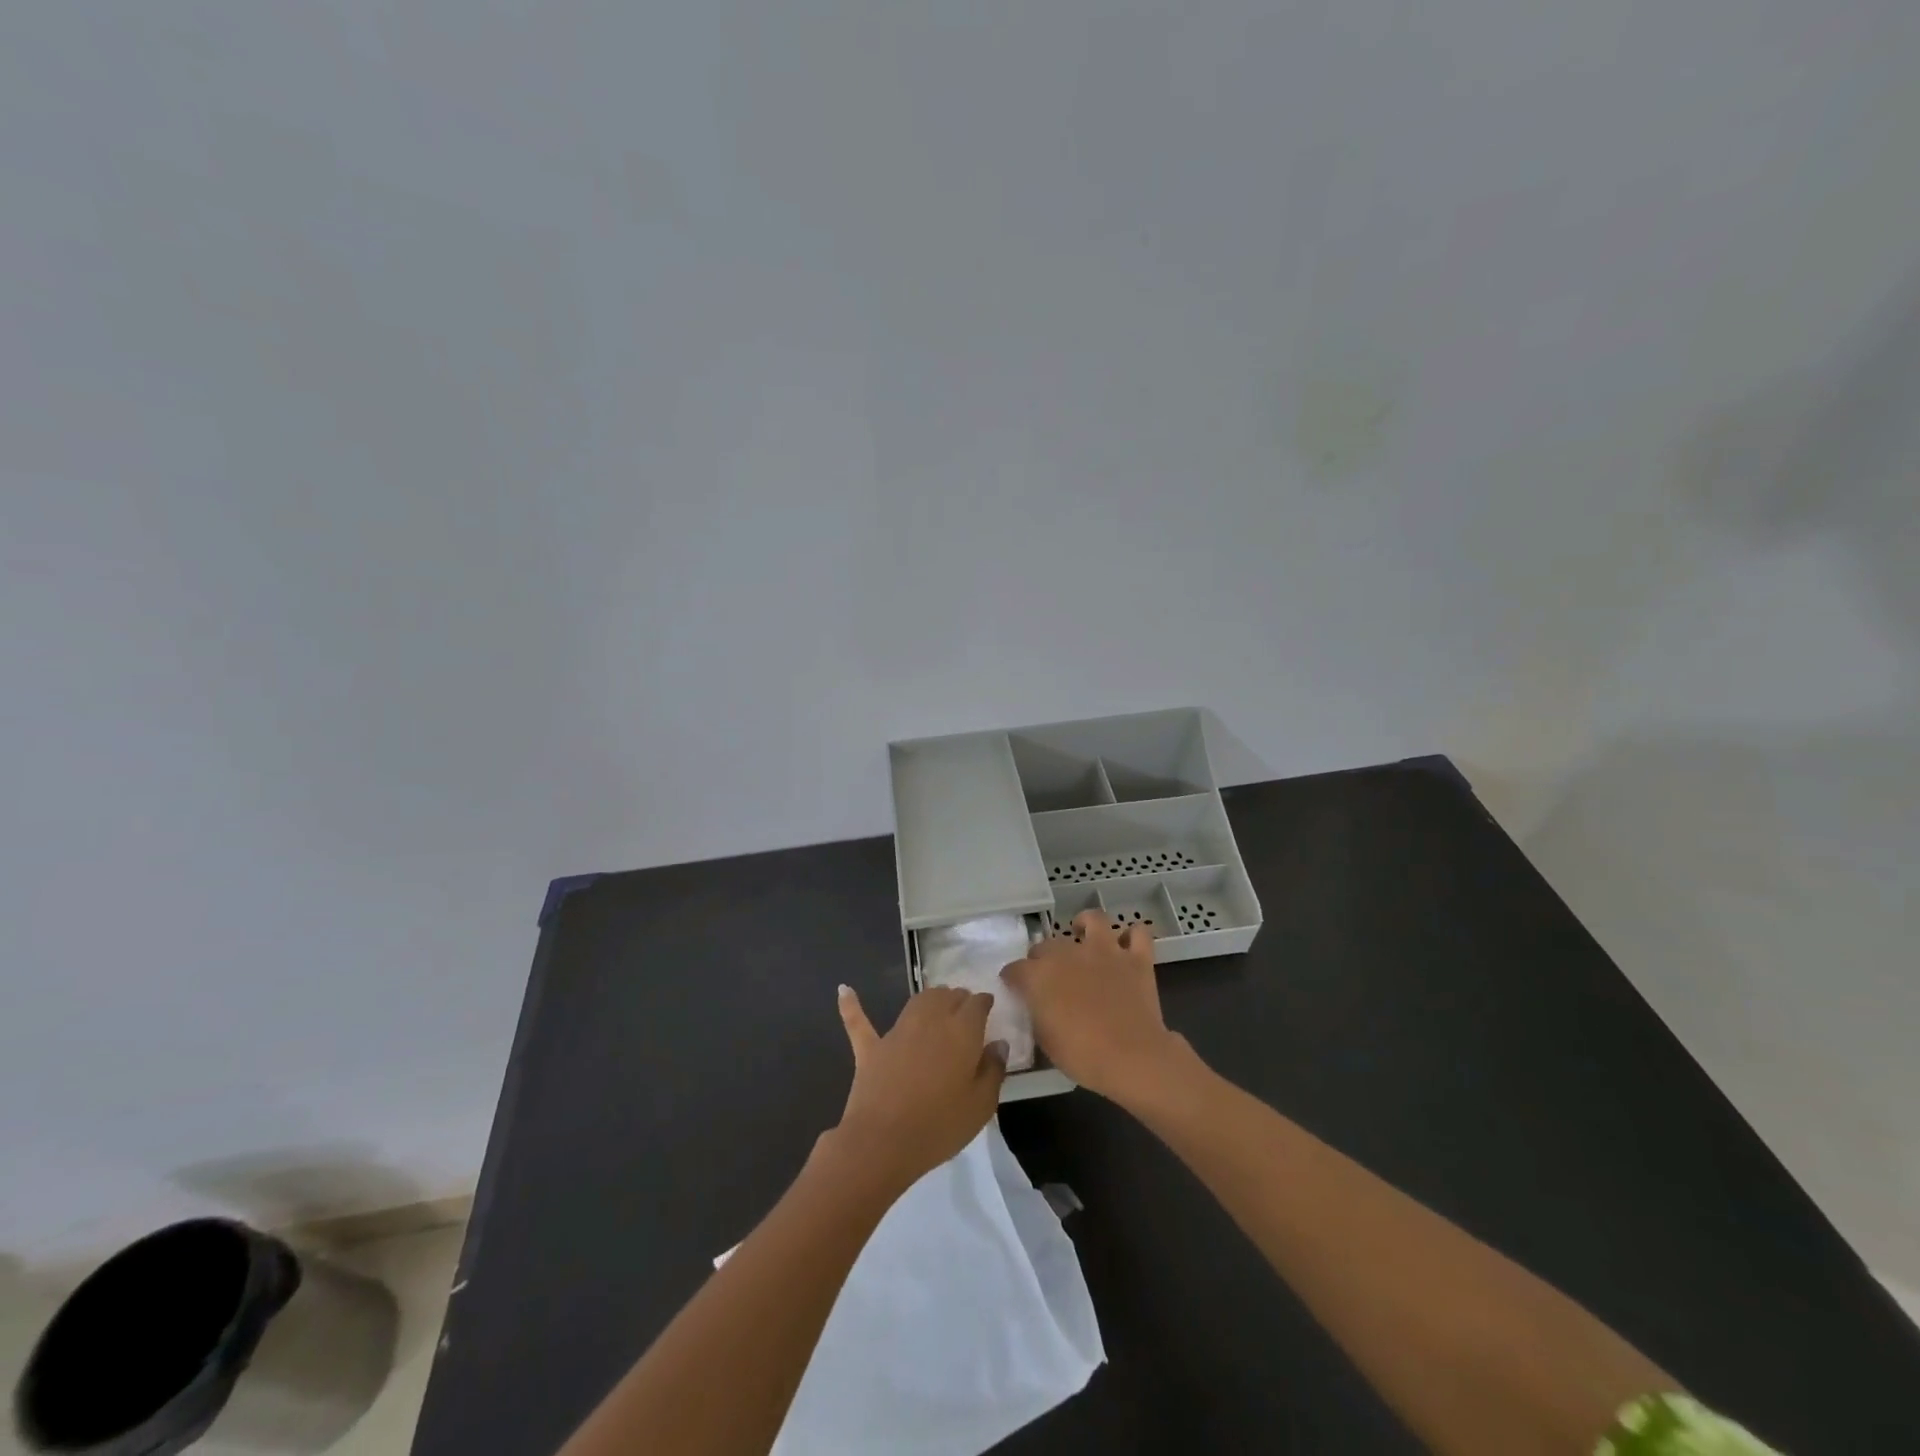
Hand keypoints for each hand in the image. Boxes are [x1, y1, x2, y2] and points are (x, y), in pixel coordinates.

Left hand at [832, 984, 1006, 1192]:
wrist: (884, 1142)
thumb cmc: (940, 1125)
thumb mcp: (982, 1105)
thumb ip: (993, 1069)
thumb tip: (998, 1043)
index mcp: (962, 1031)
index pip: (977, 1003)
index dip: (984, 1003)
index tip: (988, 1009)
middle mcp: (930, 1020)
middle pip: (948, 996)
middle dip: (959, 999)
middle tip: (966, 1012)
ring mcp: (897, 1031)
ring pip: (917, 1001)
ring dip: (930, 998)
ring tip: (937, 1003)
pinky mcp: (871, 1048)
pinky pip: (859, 1021)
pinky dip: (851, 1005)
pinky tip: (844, 990)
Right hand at [1001, 911, 1186, 1104]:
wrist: (1132, 1057)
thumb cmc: (1083, 1056)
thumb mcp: (1045, 1040)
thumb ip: (1037, 1014)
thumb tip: (1038, 1005)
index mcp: (1040, 976)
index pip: (1015, 969)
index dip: (1012, 979)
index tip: (1015, 988)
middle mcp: (1069, 954)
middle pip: (1047, 944)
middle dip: (1043, 957)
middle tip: (1049, 975)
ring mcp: (1105, 952)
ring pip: (1094, 919)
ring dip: (1086, 925)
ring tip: (1084, 936)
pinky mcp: (1136, 959)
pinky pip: (1139, 934)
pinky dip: (1133, 937)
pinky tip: (1126, 947)